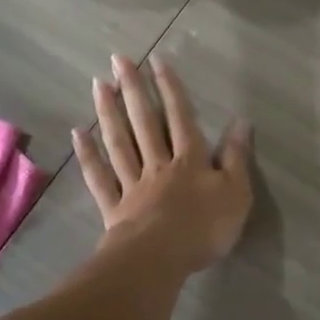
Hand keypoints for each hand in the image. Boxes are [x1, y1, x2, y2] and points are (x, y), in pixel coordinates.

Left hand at [72, 53, 253, 274]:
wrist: (159, 260)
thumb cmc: (203, 228)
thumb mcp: (236, 193)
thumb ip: (237, 156)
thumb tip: (241, 120)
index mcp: (189, 160)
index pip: (180, 116)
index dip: (170, 87)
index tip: (156, 59)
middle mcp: (158, 163)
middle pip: (144, 121)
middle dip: (133, 88)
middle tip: (118, 59)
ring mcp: (132, 184)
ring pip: (119, 142)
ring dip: (108, 112)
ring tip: (98, 84)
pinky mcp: (114, 207)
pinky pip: (99, 177)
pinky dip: (88, 155)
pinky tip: (77, 134)